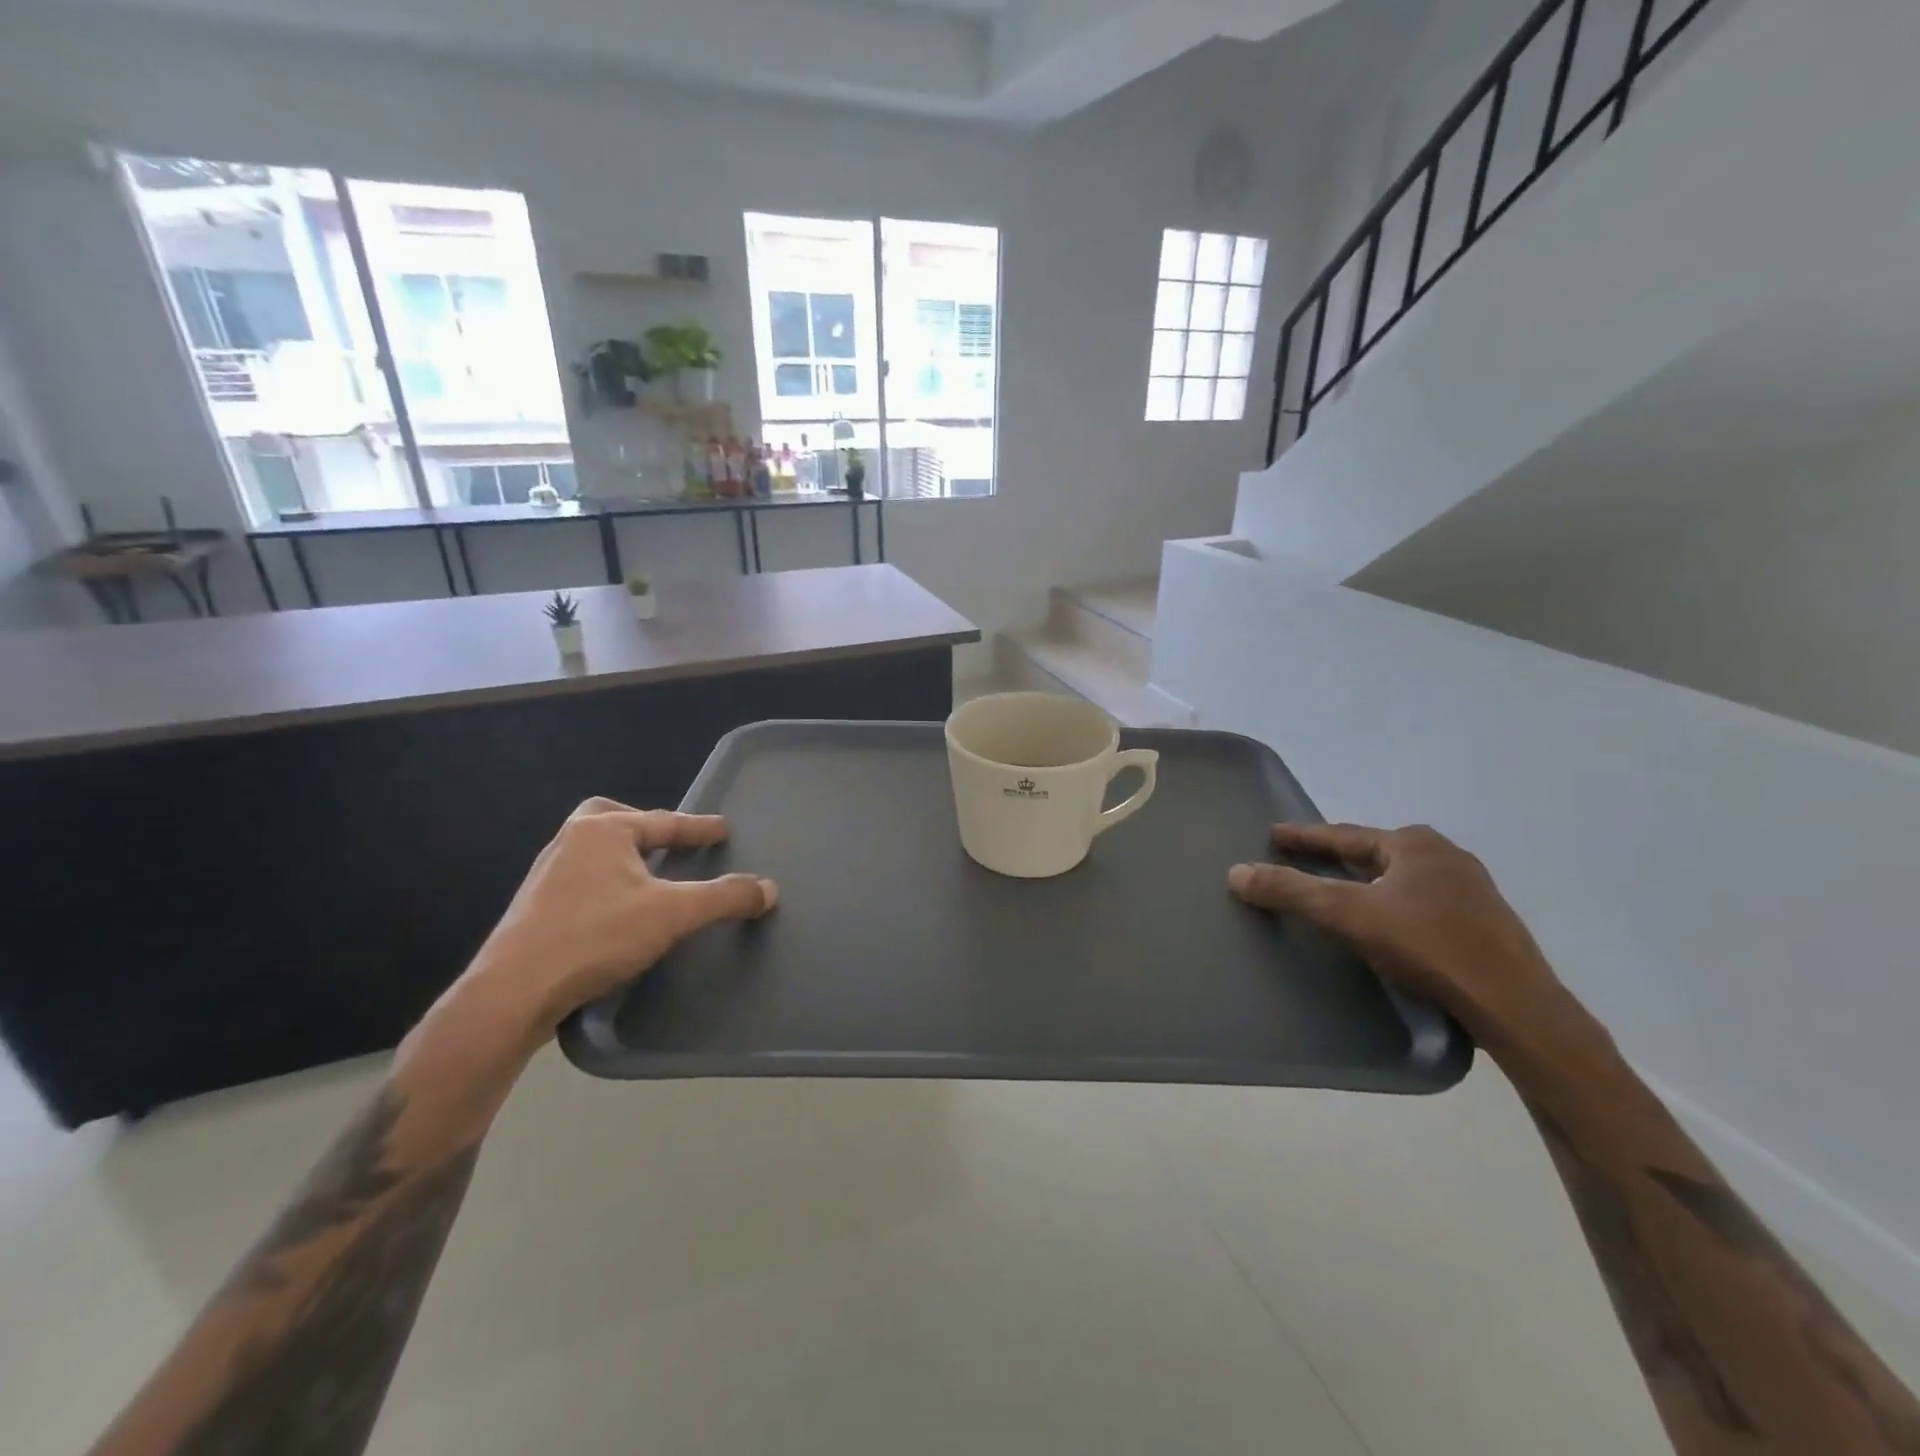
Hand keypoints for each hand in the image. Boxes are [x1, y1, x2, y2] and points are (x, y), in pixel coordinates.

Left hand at [461, 798, 777, 1036]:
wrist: (512, 992)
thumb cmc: (595, 937)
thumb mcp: (672, 914)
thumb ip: (723, 898)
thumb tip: (768, 889)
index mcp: (602, 830)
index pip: (664, 822)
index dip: (699, 827)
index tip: (723, 829)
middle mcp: (570, 842)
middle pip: (612, 817)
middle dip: (643, 826)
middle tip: (668, 843)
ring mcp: (547, 874)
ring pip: (594, 849)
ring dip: (624, 856)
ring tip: (650, 876)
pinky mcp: (534, 907)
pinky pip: (581, 877)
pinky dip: (607, 881)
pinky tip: (618, 909)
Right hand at [1228, 823, 1583, 1051]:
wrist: (1515, 1005)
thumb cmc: (1427, 946)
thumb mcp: (1348, 914)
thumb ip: (1291, 891)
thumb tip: (1236, 872)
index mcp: (1414, 844)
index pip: (1344, 835)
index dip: (1304, 836)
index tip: (1274, 834)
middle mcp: (1446, 856)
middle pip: (1375, 852)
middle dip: (1339, 856)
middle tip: (1306, 859)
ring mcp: (1472, 889)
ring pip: (1403, 877)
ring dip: (1370, 881)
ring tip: (1343, 890)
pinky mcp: (1486, 923)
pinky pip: (1424, 901)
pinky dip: (1395, 903)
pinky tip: (1389, 923)